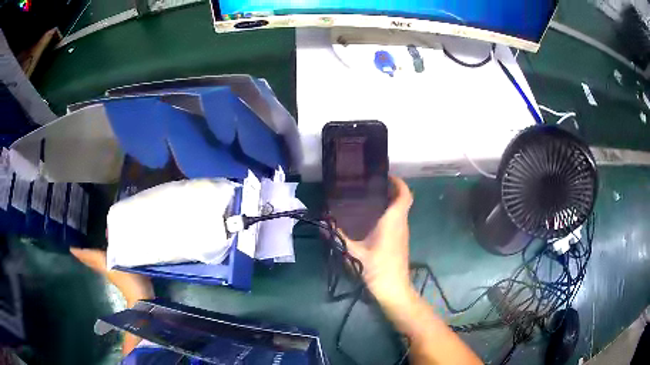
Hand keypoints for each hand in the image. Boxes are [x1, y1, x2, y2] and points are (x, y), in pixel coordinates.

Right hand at [343, 176, 413, 303]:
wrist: (394, 290)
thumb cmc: (377, 269)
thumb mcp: (354, 253)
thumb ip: (338, 238)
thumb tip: (322, 225)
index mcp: (393, 221)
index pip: (405, 195)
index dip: (399, 183)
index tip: (387, 176)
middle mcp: (401, 224)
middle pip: (403, 201)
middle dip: (391, 190)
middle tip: (372, 185)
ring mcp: (402, 234)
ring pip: (401, 211)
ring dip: (390, 202)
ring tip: (369, 199)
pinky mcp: (400, 242)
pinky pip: (397, 221)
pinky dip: (389, 214)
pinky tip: (371, 220)